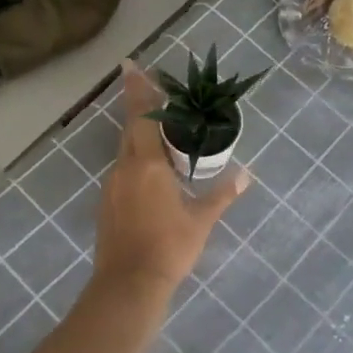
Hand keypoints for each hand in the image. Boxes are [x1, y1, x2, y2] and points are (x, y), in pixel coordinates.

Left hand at [91, 63, 249, 297]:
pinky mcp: (107, 204)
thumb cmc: (168, 247)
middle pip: (130, 129)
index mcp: (147, 165)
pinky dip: (135, 161)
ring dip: (139, 137)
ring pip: (125, 151)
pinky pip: (122, 170)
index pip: (142, 117)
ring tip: (160, 135)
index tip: (132, 67)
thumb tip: (245, 175)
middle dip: (138, 108)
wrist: (128, 285)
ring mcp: (112, 186)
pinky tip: (150, 173)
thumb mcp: (201, 221)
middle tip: (150, 91)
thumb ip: (222, 194)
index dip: (139, 91)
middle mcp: (125, 168)